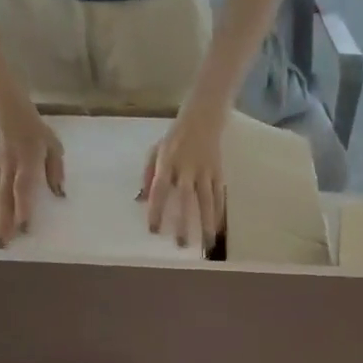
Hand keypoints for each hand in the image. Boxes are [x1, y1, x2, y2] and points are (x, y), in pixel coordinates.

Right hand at [0, 95, 63, 246]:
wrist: (1, 104)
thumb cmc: (32, 127)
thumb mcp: (53, 144)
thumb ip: (55, 169)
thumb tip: (59, 194)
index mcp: (26, 158)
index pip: (23, 185)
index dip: (22, 205)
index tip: (23, 224)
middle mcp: (7, 164)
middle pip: (5, 195)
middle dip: (4, 218)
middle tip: (5, 240)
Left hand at [140, 103, 226, 249]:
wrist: (203, 118)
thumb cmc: (175, 138)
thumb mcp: (156, 150)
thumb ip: (149, 174)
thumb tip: (143, 200)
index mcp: (167, 161)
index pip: (160, 189)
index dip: (156, 210)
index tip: (154, 230)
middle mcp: (186, 168)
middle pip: (185, 199)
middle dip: (184, 223)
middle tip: (181, 245)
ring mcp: (205, 171)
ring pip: (207, 200)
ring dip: (207, 223)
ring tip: (207, 244)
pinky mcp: (218, 172)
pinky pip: (219, 197)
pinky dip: (219, 214)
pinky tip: (218, 229)